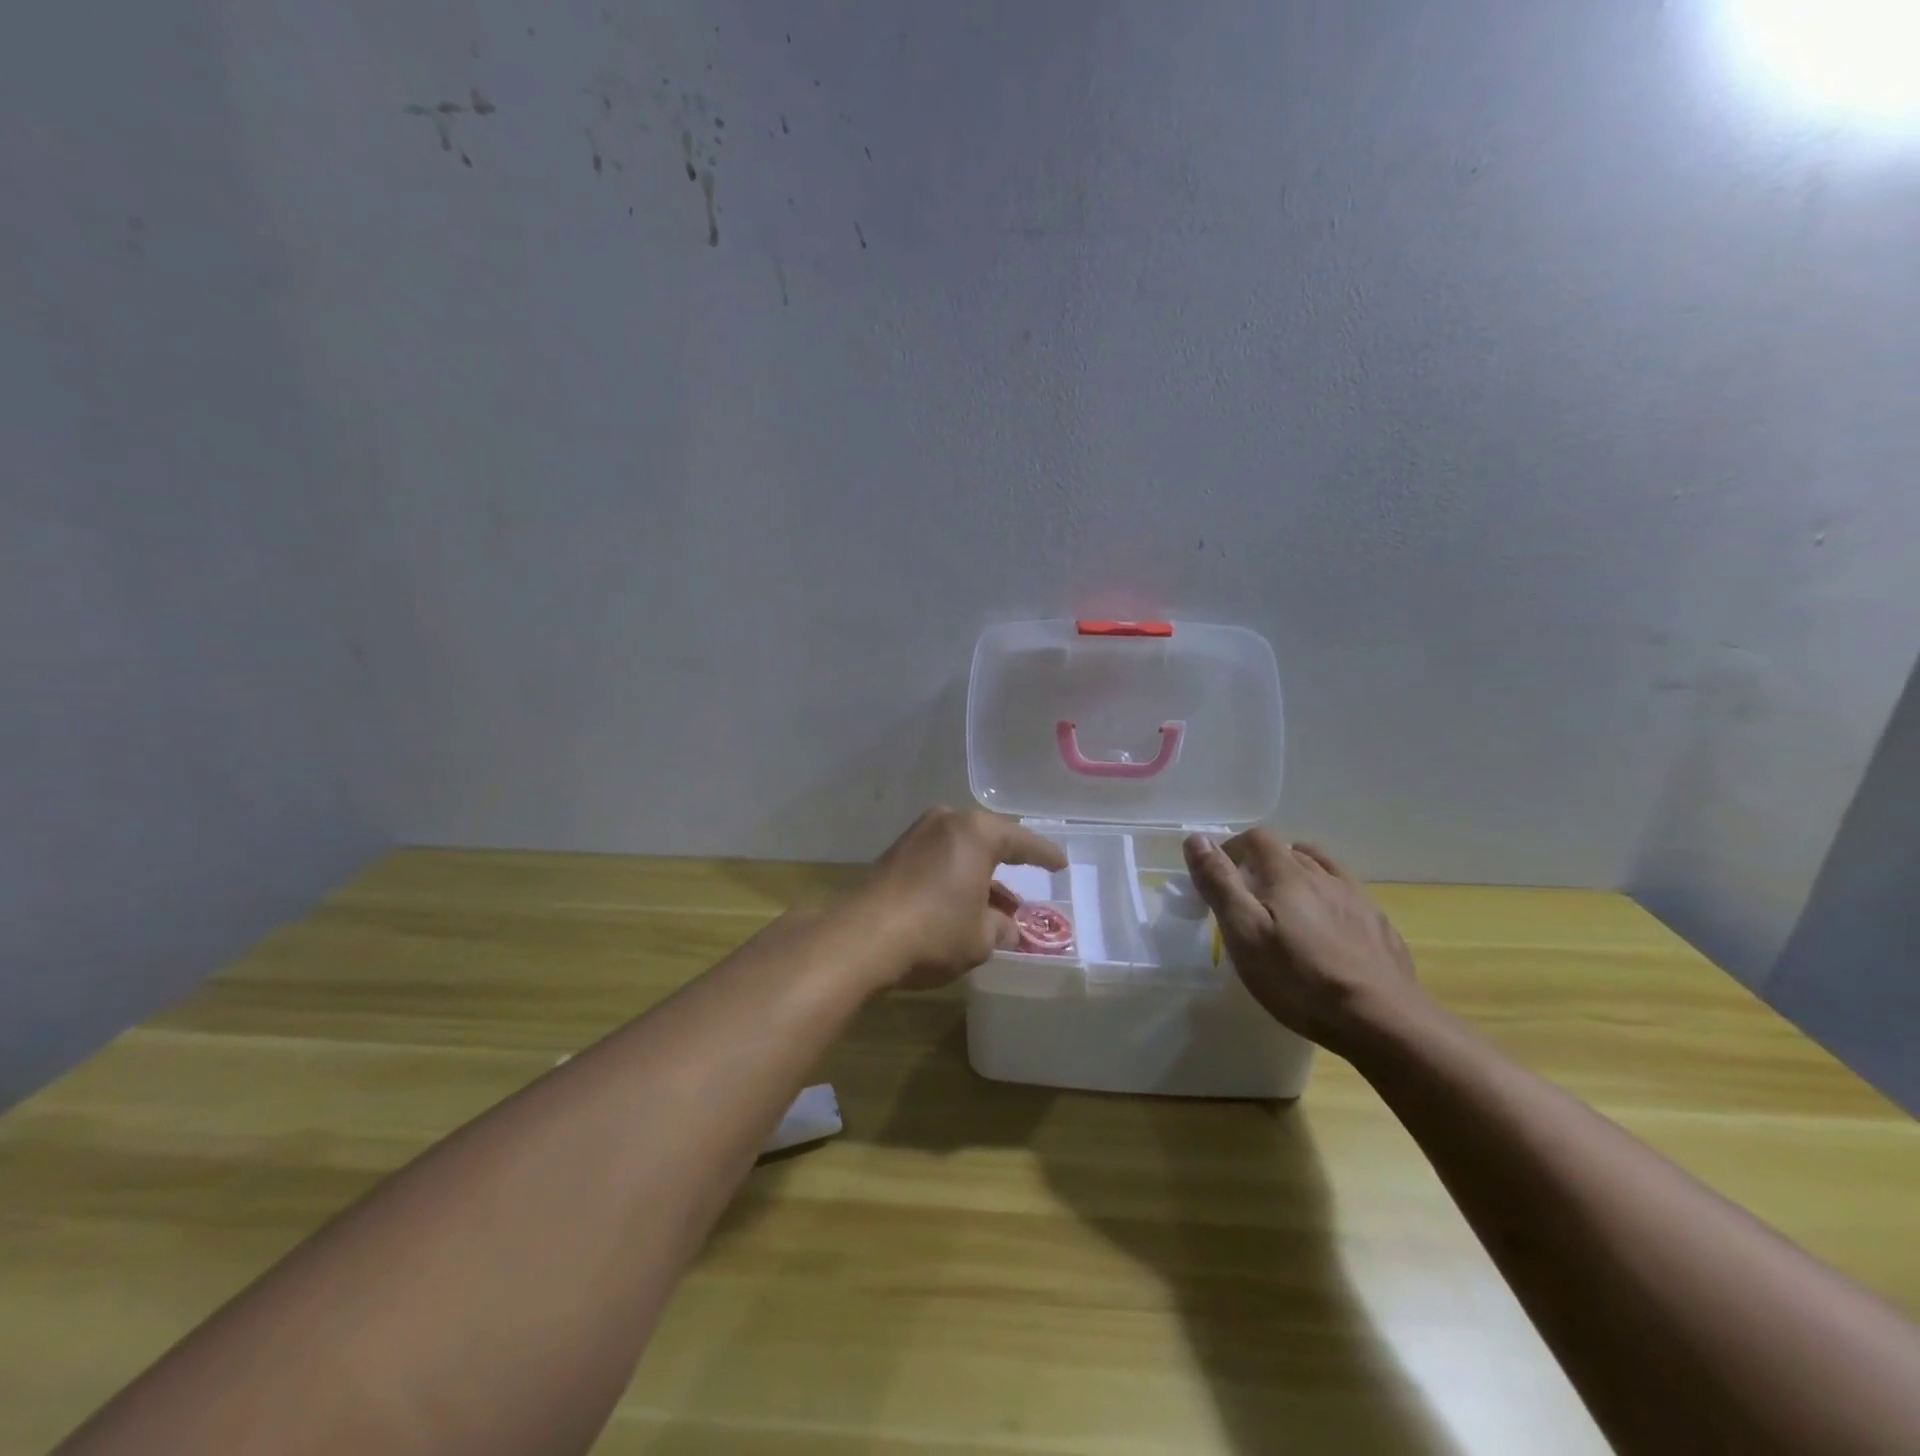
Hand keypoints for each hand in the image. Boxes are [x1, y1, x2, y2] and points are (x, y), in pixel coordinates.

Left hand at [856, 807, 1067, 989]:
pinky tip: (962, 902)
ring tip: (997, 904)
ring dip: (979, 874)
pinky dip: (955, 876)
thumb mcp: (981, 937)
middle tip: (1028, 878)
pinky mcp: (894, 854)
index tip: (1060, 864)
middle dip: (1008, 863)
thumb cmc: (935, 931)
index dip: (1044, 855)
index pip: (1021, 841)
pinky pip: (938, 859)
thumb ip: (1001, 927)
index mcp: (976, 832)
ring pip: (960, 850)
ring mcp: (916, 835)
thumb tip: (1006, 927)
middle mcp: (946, 822)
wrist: (862, 938)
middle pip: (988, 839)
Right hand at [1183, 830, 1422, 1055]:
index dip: (1233, 849)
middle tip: (1248, 897)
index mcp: (1289, 874)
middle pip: (1290, 852)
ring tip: (1287, 907)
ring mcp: (1358, 901)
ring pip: (1324, 871)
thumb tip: (1197, 838)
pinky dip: (1330, 902)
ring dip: (1300, 877)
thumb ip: (1220, 883)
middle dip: (1264, 864)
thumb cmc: (1299, 978)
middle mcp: (1326, 877)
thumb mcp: (1244, 932)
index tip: (1220, 876)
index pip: (1257, 839)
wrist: (1382, 1021)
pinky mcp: (1380, 928)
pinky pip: (1349, 899)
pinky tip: (1328, 932)